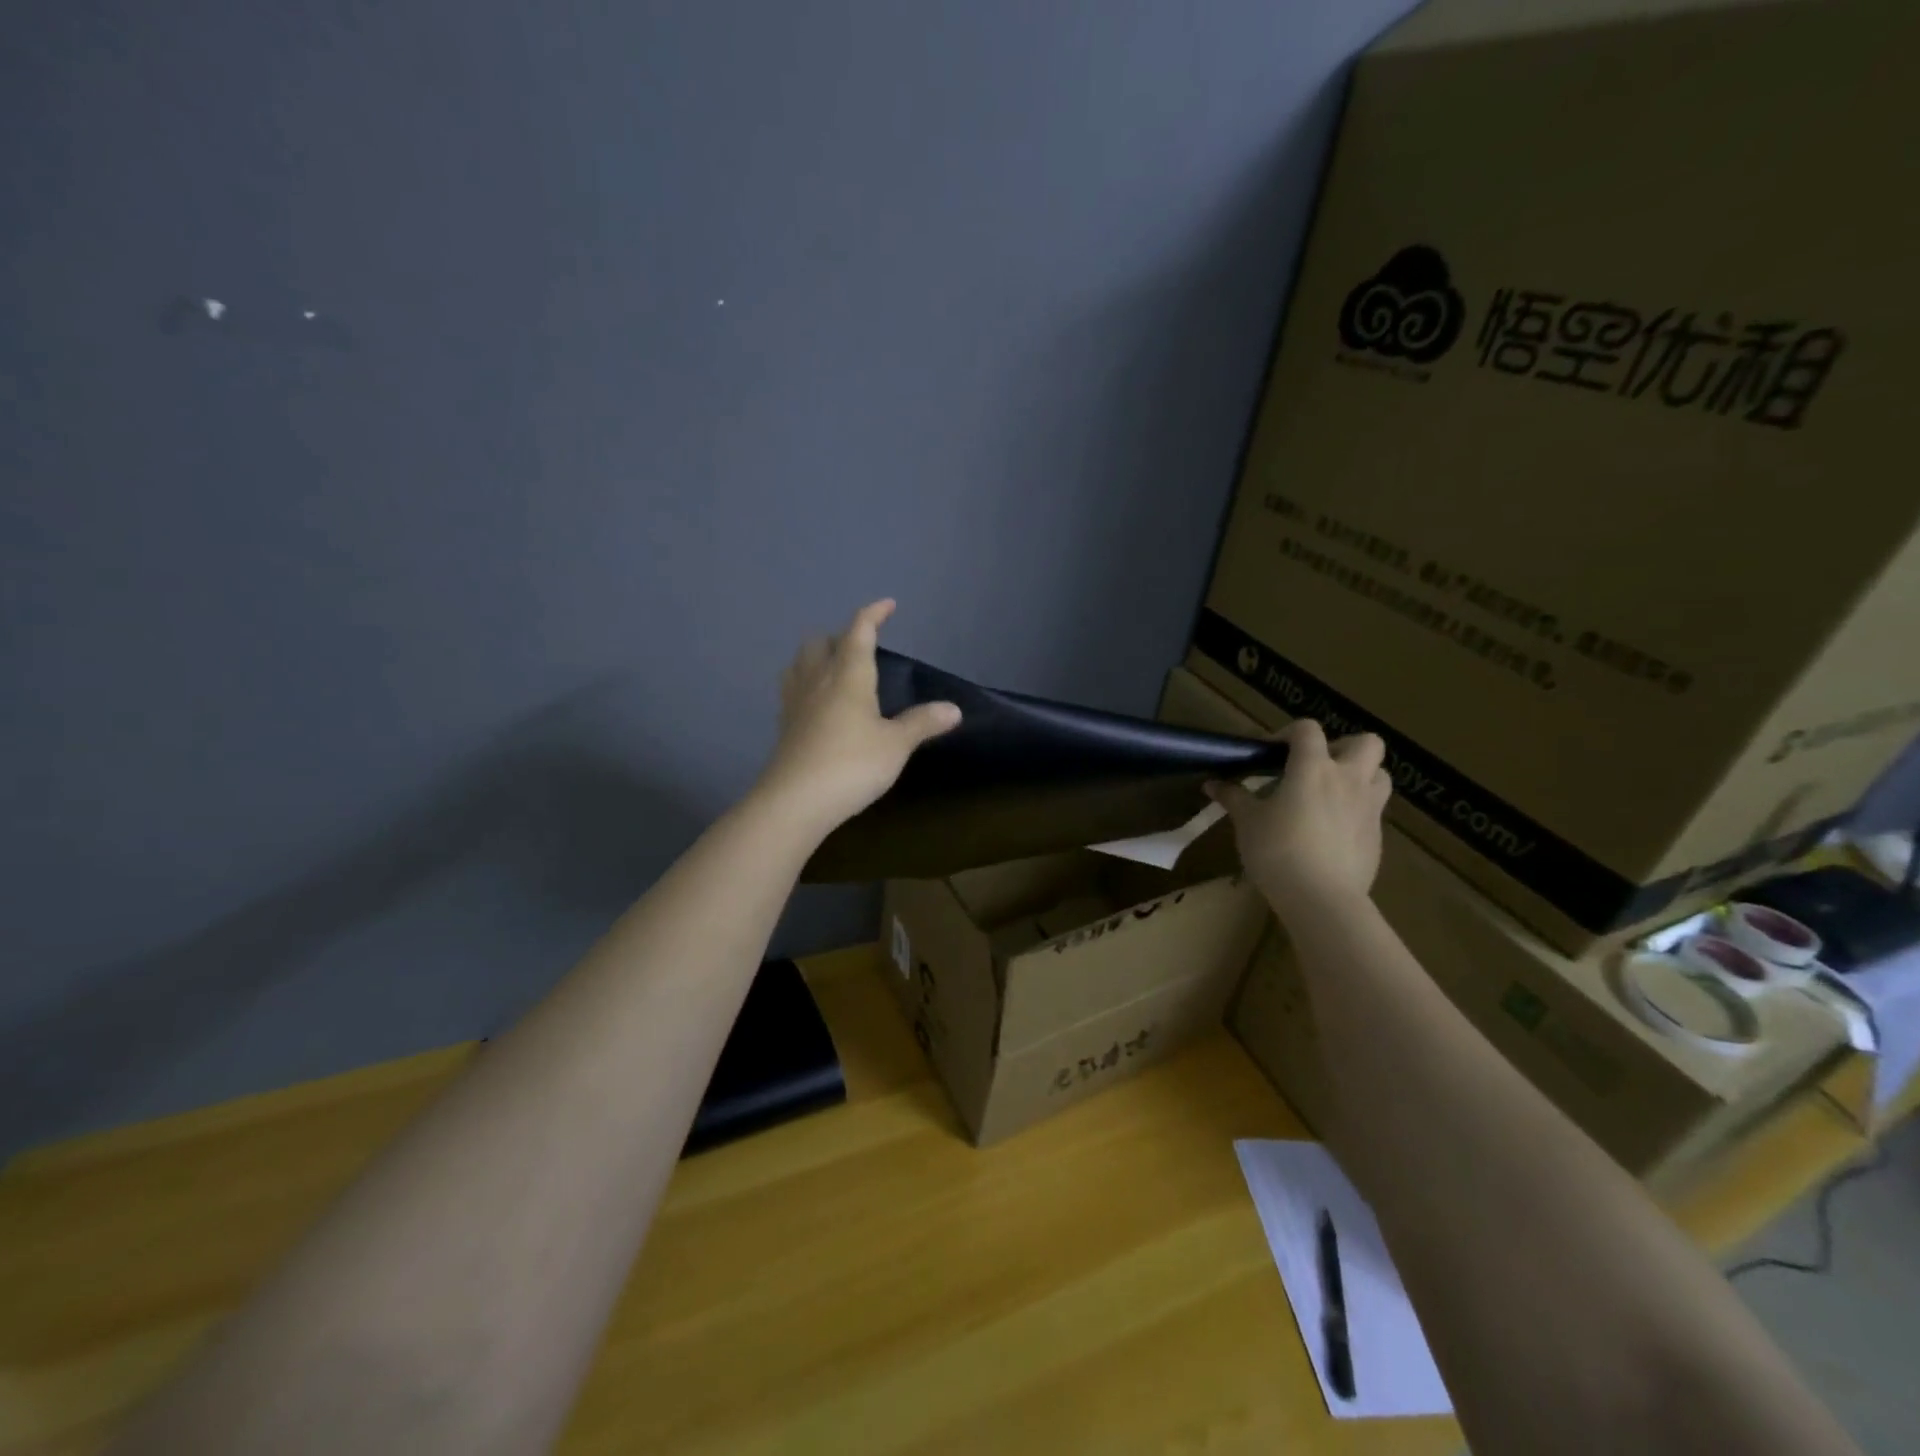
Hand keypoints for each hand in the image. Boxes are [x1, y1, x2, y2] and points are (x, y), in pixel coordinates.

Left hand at [756, 599, 960, 836]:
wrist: (795, 800)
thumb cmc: (852, 764)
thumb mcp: (896, 745)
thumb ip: (922, 723)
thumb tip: (954, 708)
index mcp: (849, 675)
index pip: (860, 632)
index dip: (873, 614)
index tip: (887, 605)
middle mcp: (818, 680)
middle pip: (821, 642)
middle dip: (840, 636)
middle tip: (860, 647)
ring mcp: (795, 702)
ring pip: (800, 663)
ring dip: (817, 656)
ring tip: (833, 667)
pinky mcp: (784, 726)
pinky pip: (792, 689)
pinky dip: (806, 683)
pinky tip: (816, 702)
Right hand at [1206, 720, 1391, 921]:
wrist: (1321, 899)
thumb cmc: (1278, 851)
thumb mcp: (1247, 822)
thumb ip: (1233, 797)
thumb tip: (1212, 784)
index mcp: (1313, 768)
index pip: (1308, 730)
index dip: (1288, 733)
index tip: (1270, 754)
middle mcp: (1348, 779)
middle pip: (1366, 742)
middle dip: (1343, 747)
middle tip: (1316, 767)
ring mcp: (1369, 808)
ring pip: (1380, 774)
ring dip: (1359, 776)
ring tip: (1331, 795)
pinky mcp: (1377, 836)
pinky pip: (1373, 810)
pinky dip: (1356, 811)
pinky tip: (1331, 832)